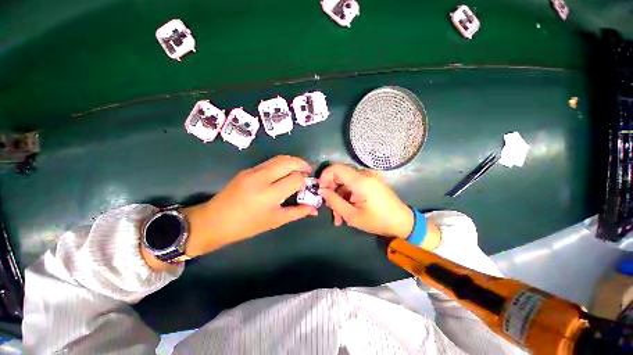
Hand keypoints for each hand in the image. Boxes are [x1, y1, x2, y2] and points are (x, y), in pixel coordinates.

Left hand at [183, 156, 317, 256]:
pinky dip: (282, 164)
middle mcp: (262, 178)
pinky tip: (284, 173)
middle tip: (308, 172)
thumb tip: (315, 209)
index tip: (308, 186)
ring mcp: (253, 171)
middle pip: (288, 162)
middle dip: (302, 164)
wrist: (214, 221)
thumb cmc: (247, 226)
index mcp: (270, 194)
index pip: (296, 178)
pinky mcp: (247, 169)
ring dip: (292, 161)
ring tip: (299, 170)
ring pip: (279, 158)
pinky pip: (270, 162)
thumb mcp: (276, 220)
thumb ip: (298, 212)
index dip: (305, 181)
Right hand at [318, 164, 413, 238]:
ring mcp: (369, 177)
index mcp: (360, 181)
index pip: (335, 168)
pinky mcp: (371, 182)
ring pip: (345, 183)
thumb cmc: (378, 221)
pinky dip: (347, 196)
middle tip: (330, 209)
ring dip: (339, 197)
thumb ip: (334, 201)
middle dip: (331, 191)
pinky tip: (346, 211)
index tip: (321, 191)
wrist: (403, 222)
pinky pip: (353, 185)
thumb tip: (321, 191)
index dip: (324, 177)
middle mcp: (364, 174)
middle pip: (339, 175)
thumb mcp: (352, 215)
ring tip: (339, 217)